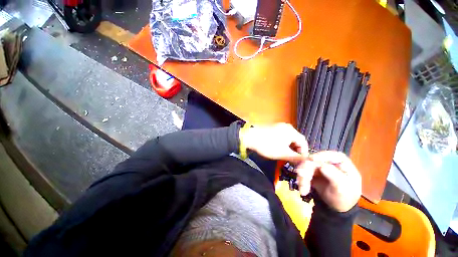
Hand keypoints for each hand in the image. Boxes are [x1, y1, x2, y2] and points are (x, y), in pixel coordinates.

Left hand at [240, 123, 307, 161]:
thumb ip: (295, 157)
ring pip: (289, 138)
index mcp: (291, 131)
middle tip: (293, 159)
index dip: (304, 152)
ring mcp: (279, 127)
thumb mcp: (282, 153)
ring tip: (286, 155)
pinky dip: (284, 143)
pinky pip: (282, 136)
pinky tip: (279, 149)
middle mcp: (287, 127)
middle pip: (297, 139)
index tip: (301, 161)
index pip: (304, 142)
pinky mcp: (273, 128)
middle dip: (296, 150)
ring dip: (290, 147)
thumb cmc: (267, 145)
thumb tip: (305, 160)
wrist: (250, 137)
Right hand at [296, 151, 361, 211]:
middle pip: (315, 161)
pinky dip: (302, 181)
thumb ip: (334, 177)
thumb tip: (322, 166)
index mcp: (341, 163)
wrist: (336, 207)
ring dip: (303, 177)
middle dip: (307, 170)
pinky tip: (303, 189)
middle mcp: (329, 162)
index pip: (331, 155)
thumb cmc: (344, 197)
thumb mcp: (343, 189)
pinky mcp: (311, 172)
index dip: (320, 156)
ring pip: (306, 166)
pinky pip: (303, 173)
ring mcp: (319, 166)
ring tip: (302, 189)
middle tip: (301, 178)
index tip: (310, 159)